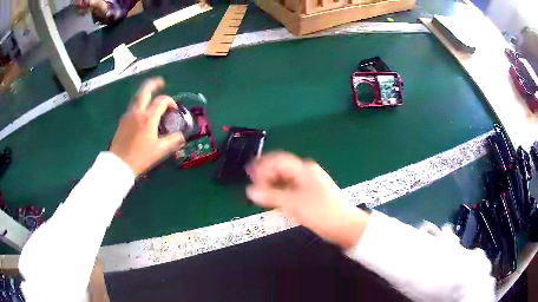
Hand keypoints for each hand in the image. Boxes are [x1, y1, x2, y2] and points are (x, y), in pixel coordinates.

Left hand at [110, 77, 184, 175]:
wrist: (119, 164)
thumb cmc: (140, 157)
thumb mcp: (160, 151)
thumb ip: (173, 141)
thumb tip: (182, 135)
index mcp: (148, 118)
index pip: (162, 101)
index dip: (170, 102)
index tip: (174, 110)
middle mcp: (137, 112)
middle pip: (145, 90)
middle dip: (154, 83)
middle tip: (161, 83)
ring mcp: (128, 114)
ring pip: (137, 97)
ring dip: (146, 93)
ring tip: (152, 96)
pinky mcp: (123, 120)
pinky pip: (133, 106)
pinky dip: (140, 103)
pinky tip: (143, 112)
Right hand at [246, 152, 369, 249]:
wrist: (345, 226)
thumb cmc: (321, 212)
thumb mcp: (294, 204)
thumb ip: (270, 196)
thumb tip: (249, 191)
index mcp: (304, 170)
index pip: (278, 161)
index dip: (262, 166)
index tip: (249, 176)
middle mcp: (306, 173)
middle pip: (281, 169)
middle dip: (266, 176)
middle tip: (252, 187)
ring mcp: (309, 184)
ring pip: (285, 180)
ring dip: (272, 186)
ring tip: (260, 195)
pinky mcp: (311, 195)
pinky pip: (291, 189)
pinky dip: (280, 194)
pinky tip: (274, 201)